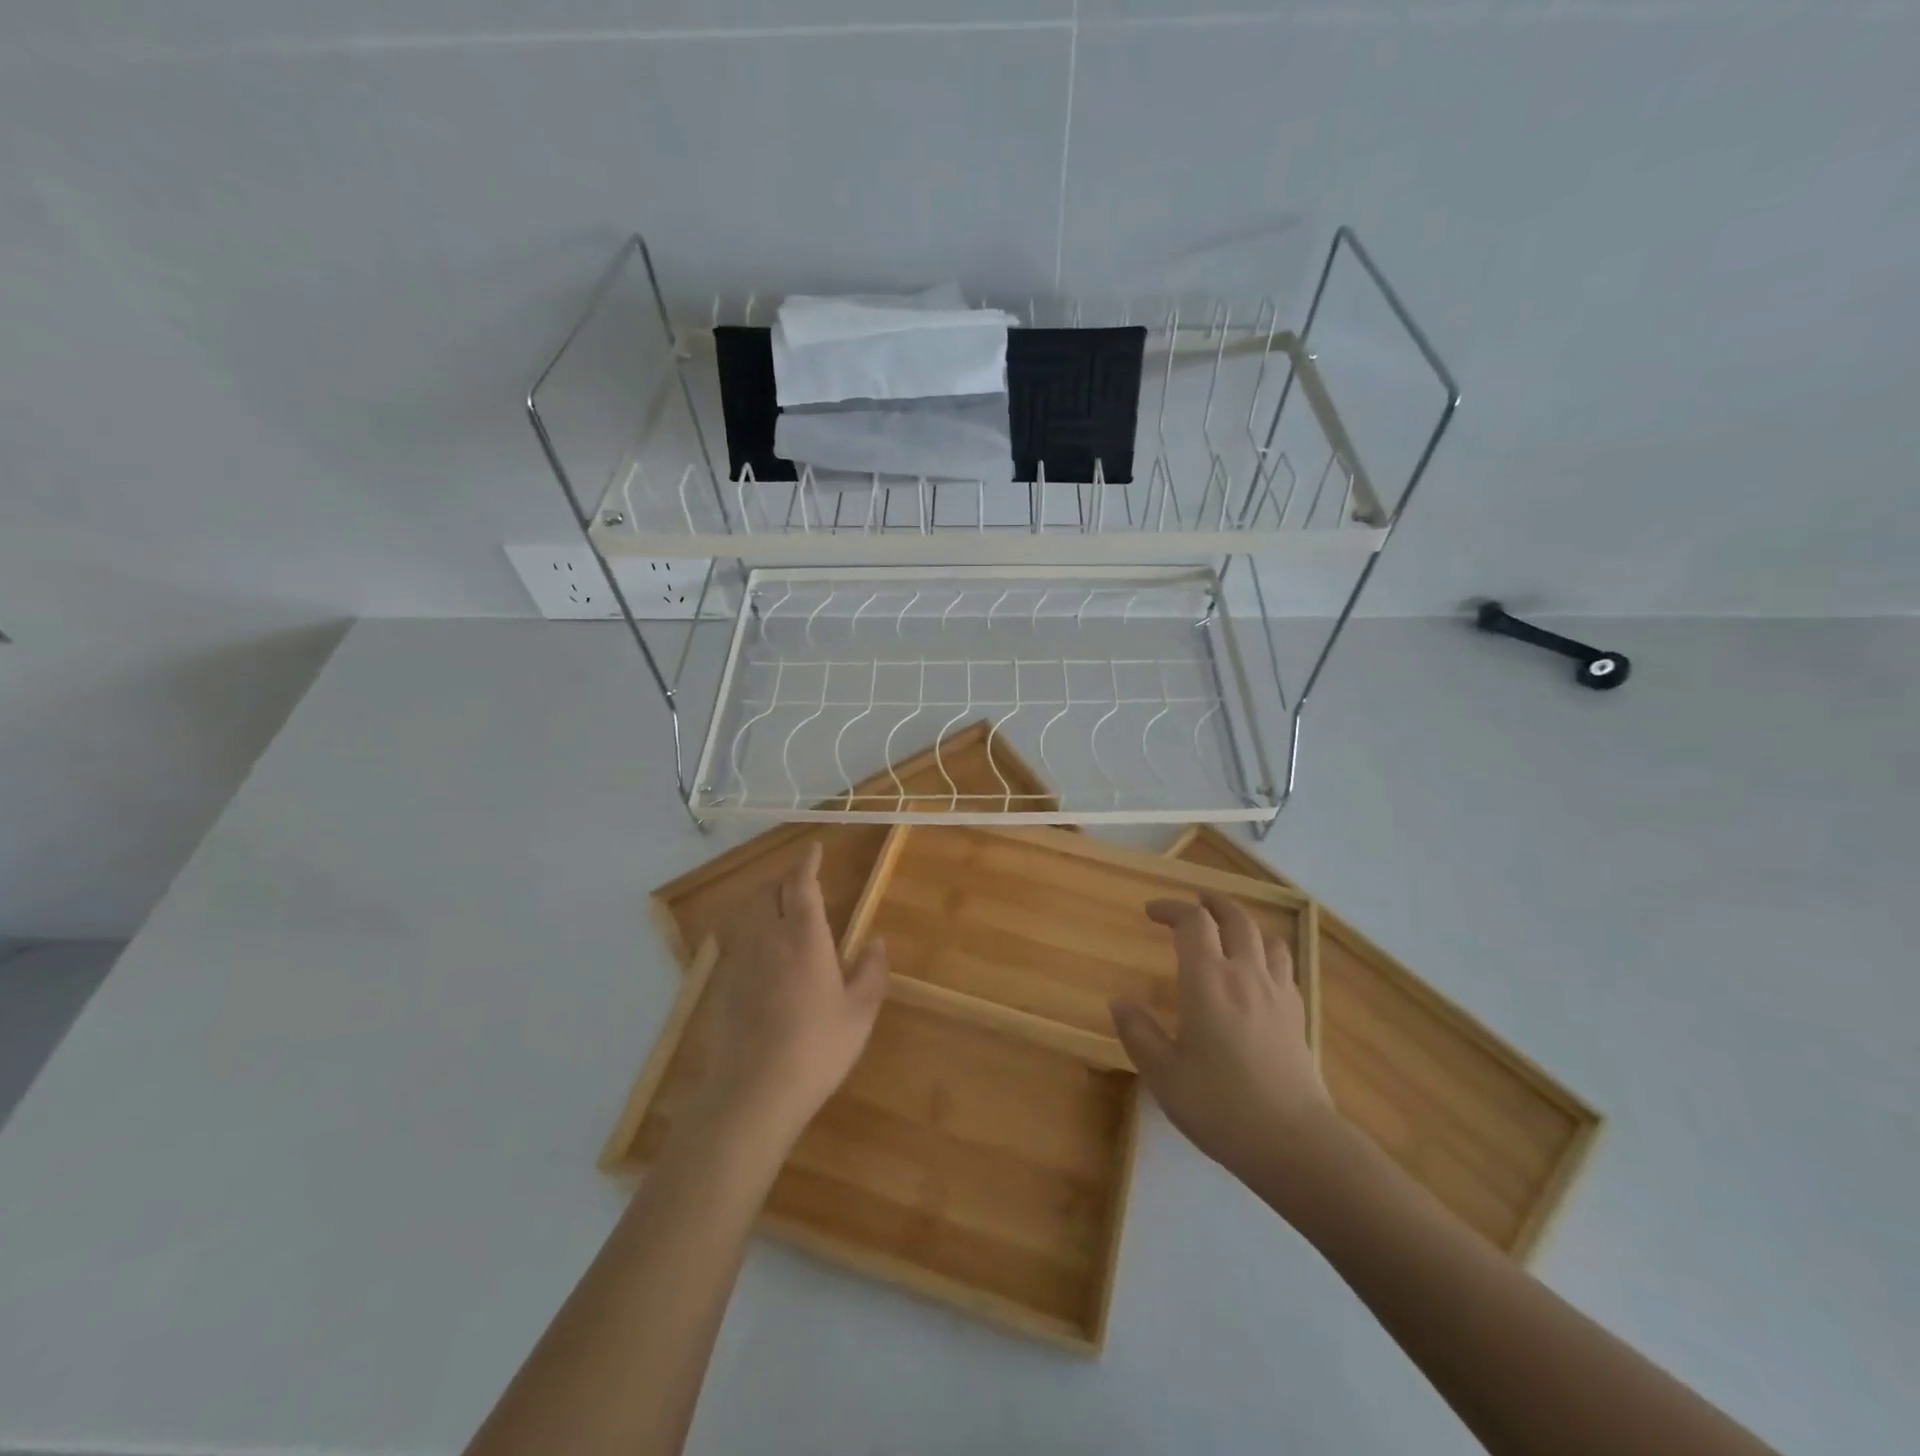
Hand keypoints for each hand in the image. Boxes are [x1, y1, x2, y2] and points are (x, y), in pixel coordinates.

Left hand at [693, 841, 888, 1149]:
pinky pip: (735, 941)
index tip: (814, 849)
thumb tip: (877, 942)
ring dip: (763, 901)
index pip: (801, 885)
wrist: (752, 1093)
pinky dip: (750, 930)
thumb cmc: (816, 1049)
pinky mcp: (721, 984)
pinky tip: (761, 952)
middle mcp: (767, 939)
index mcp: (803, 938)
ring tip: (780, 909)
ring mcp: (739, 961)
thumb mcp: (859, 1014)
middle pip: (767, 892)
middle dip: (783, 878)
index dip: (807, 863)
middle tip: (801, 881)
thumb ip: (871, 972)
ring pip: (747, 913)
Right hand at [1110, 892, 1332, 1180]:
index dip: (1171, 908)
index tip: (1151, 912)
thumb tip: (1120, 1001)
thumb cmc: (1220, 1105)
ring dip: (1244, 924)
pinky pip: (1284, 967)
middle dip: (1211, 903)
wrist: (1294, 1142)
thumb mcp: (1163, 1073)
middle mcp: (1244, 974)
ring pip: (1266, 938)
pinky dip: (1267, 954)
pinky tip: (1258, 974)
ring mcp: (1277, 993)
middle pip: (1235, 918)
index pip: (1192, 922)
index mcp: (1207, 980)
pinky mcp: (1297, 1015)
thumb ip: (1138, 1032)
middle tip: (1194, 903)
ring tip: (1229, 931)